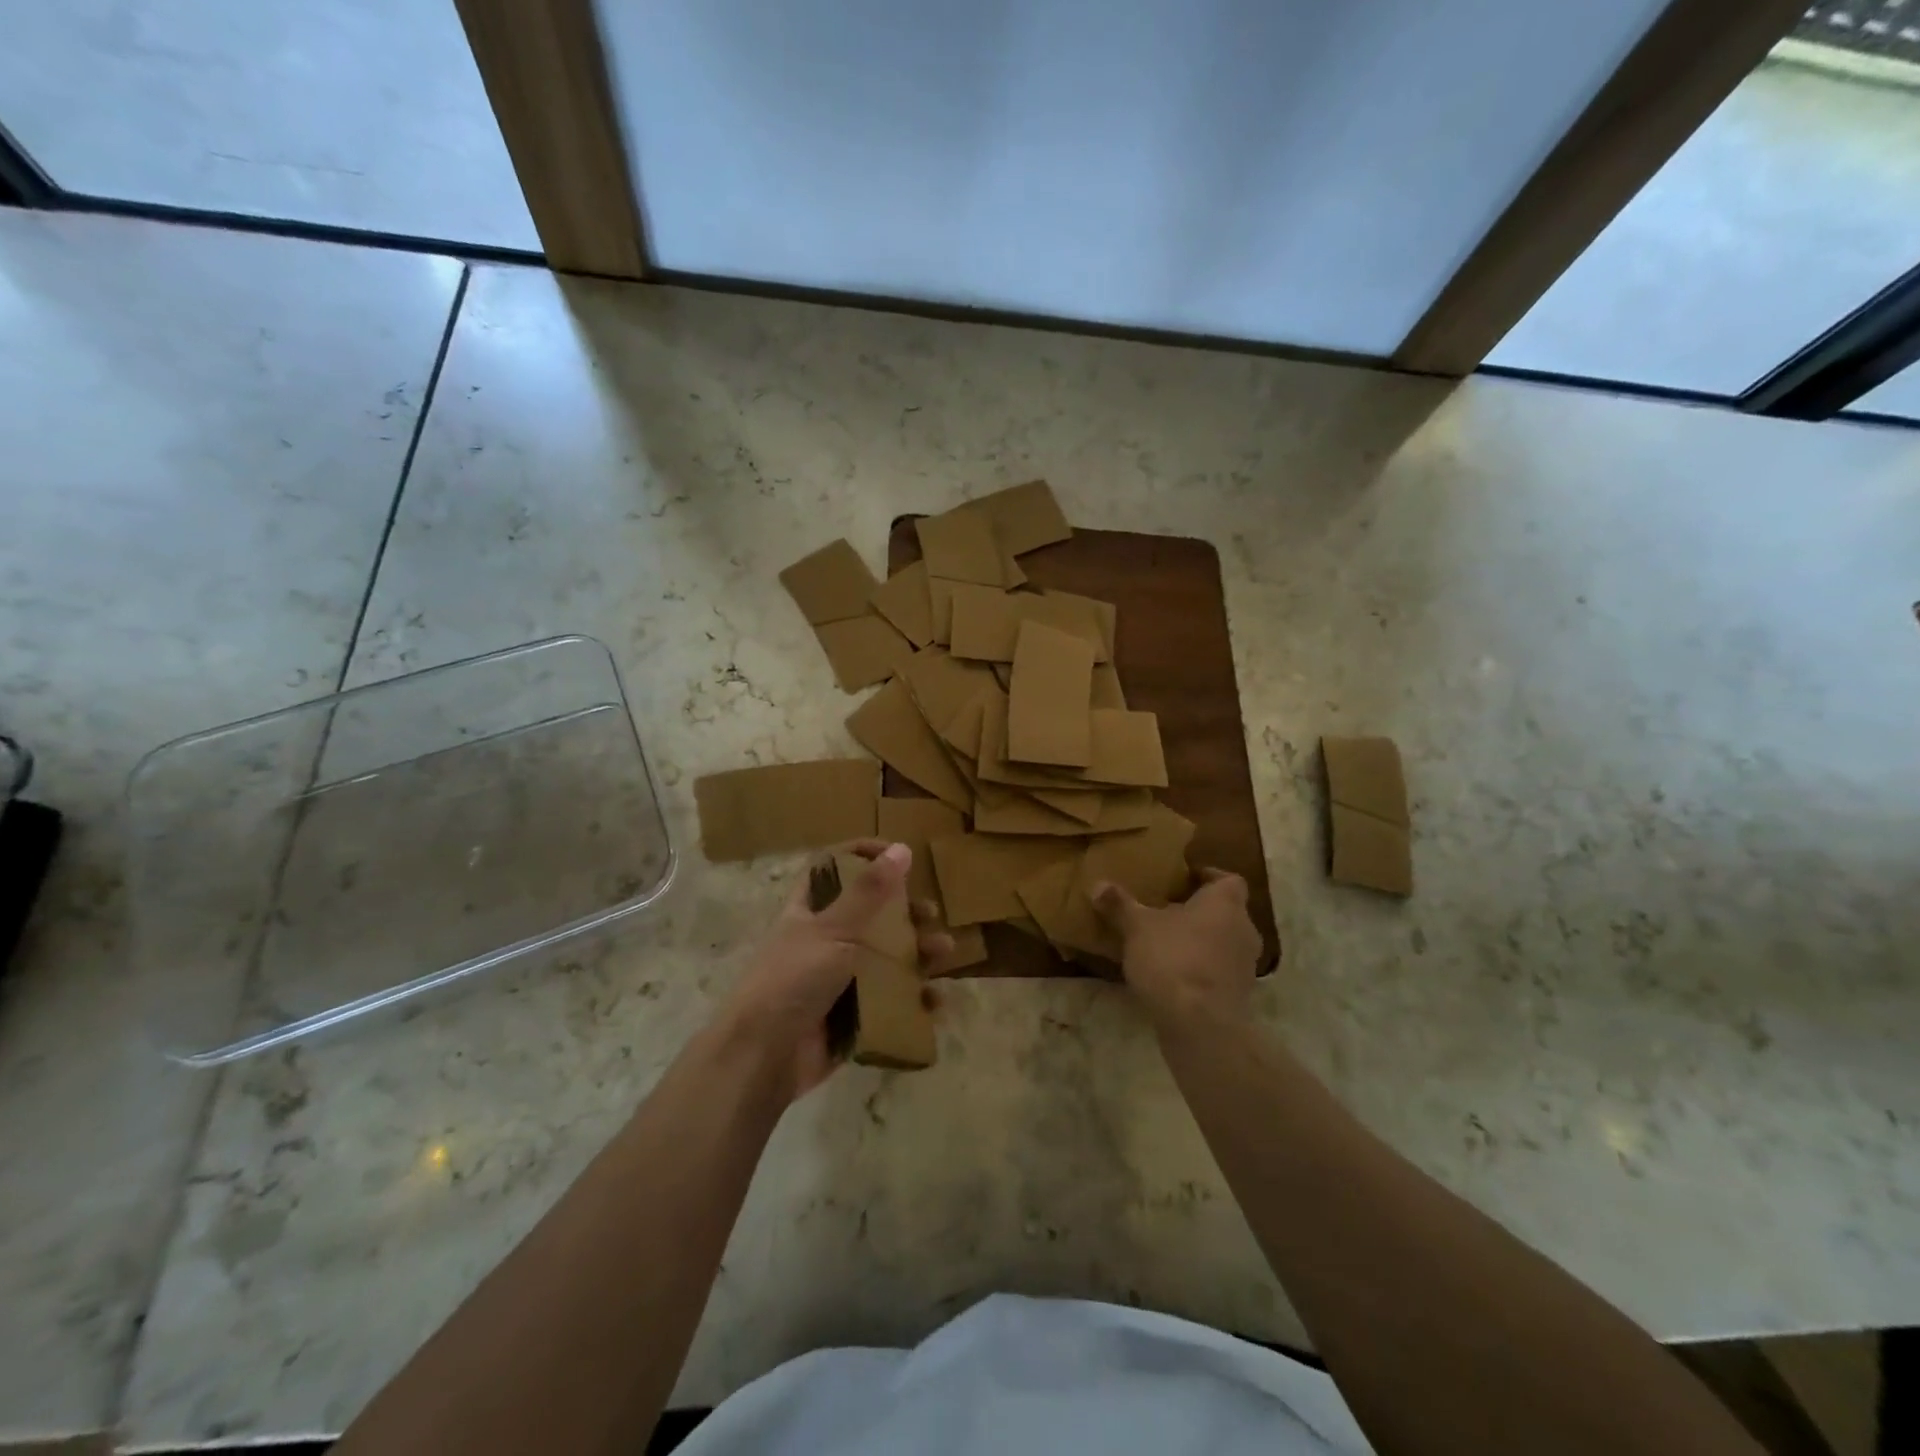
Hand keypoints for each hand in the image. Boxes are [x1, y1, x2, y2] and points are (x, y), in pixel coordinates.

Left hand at [722, 840, 952, 1102]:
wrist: (763, 1057)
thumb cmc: (793, 980)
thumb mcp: (832, 930)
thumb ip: (868, 892)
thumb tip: (901, 848)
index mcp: (810, 912)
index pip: (835, 870)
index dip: (862, 856)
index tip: (897, 854)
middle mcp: (825, 941)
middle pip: (871, 916)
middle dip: (905, 912)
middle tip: (931, 913)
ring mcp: (839, 980)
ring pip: (886, 959)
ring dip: (917, 954)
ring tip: (944, 953)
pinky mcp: (852, 1016)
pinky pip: (890, 1003)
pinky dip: (914, 1000)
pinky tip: (935, 1001)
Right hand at [1092, 868, 1262, 1035]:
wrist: (1200, 1025)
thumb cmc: (1173, 959)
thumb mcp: (1137, 928)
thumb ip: (1119, 905)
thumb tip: (1098, 884)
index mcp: (1225, 903)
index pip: (1229, 880)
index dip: (1208, 877)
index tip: (1183, 880)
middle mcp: (1244, 929)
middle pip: (1226, 912)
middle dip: (1199, 911)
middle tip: (1167, 911)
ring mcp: (1245, 965)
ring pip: (1223, 942)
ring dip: (1200, 942)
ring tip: (1166, 944)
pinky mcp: (1238, 995)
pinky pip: (1219, 971)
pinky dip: (1201, 969)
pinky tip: (1173, 975)